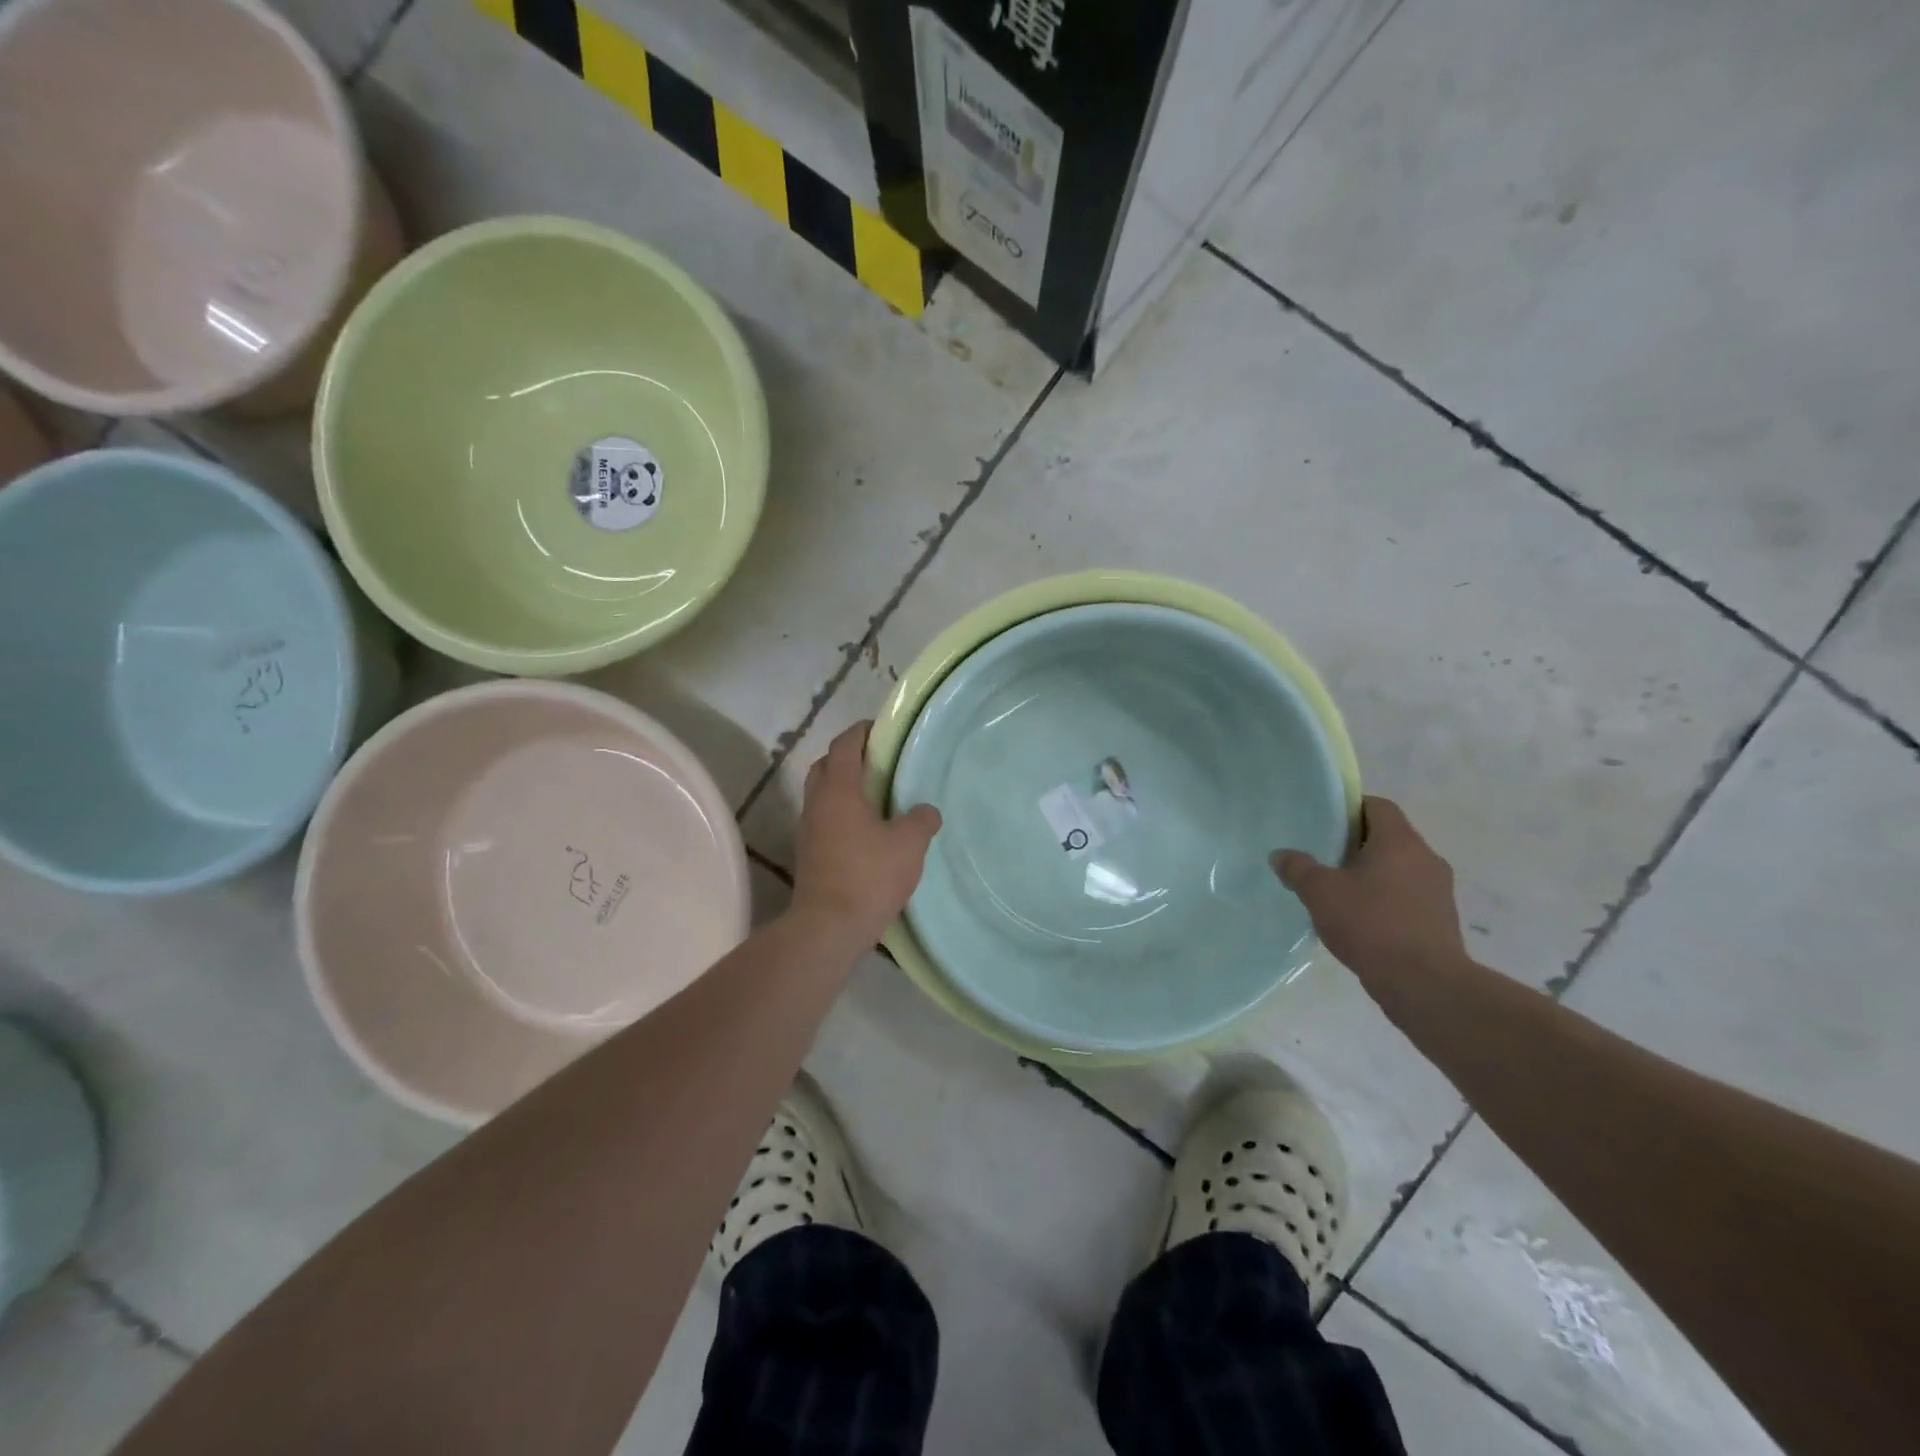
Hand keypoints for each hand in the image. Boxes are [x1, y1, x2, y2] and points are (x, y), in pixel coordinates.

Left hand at [791, 721, 941, 945]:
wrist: (828, 928)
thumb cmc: (869, 876)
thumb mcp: (909, 844)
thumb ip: (921, 820)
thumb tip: (926, 811)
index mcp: (838, 791)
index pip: (845, 745)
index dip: (861, 731)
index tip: (880, 728)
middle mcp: (817, 803)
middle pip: (826, 766)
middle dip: (848, 756)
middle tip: (878, 761)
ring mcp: (808, 830)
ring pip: (822, 794)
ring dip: (843, 787)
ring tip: (875, 795)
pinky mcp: (809, 854)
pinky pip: (824, 819)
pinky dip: (841, 813)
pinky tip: (865, 830)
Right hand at [1272, 796, 1467, 996]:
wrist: (1424, 984)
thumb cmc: (1371, 924)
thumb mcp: (1320, 892)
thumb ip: (1297, 868)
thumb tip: (1280, 855)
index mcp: (1399, 841)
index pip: (1377, 806)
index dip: (1350, 808)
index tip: (1324, 822)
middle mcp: (1426, 858)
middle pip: (1389, 836)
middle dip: (1356, 844)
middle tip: (1323, 856)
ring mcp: (1439, 890)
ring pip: (1399, 868)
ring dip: (1372, 873)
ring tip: (1339, 891)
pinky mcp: (1441, 920)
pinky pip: (1408, 896)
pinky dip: (1386, 899)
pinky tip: (1361, 920)